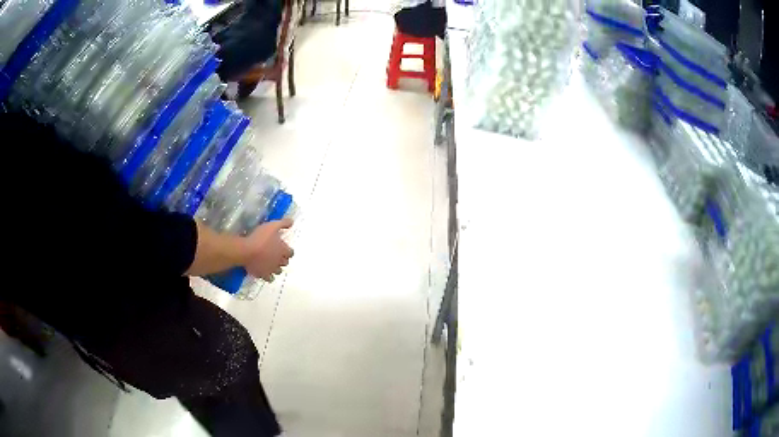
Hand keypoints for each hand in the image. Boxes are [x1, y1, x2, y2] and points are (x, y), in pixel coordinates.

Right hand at [243, 218, 293, 281]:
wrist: (247, 251)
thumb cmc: (260, 237)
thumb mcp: (272, 226)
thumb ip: (283, 224)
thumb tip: (292, 222)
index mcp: (283, 250)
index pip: (291, 253)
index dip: (288, 251)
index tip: (284, 249)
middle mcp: (279, 261)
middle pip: (285, 263)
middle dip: (282, 259)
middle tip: (277, 255)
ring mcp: (271, 269)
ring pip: (278, 271)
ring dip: (276, 268)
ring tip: (271, 264)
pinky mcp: (263, 275)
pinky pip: (269, 279)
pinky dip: (268, 276)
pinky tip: (265, 273)